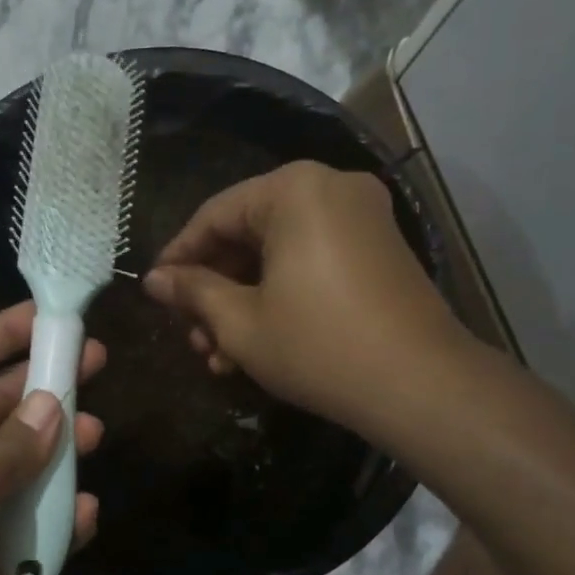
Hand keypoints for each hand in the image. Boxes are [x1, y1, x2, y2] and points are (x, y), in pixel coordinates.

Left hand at [0, 303, 103, 574]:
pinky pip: (19, 520)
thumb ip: (14, 443)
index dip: (5, 331)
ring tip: (97, 435)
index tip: (52, 314)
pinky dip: (50, 516)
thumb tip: (54, 407)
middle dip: (42, 387)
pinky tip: (83, 514)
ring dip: (53, 451)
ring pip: (13, 463)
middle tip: (96, 365)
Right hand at [143, 163, 463, 435]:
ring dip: (244, 302)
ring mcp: (362, 218)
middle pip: (249, 234)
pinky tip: (257, 346)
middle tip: (192, 336)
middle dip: (214, 291)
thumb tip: (154, 280)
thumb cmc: (318, 346)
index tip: (155, 293)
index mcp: (294, 190)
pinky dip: (281, 296)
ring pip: (279, 254)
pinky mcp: (379, 251)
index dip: (178, 257)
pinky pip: (312, 262)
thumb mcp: (240, 322)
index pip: (215, 215)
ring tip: (219, 355)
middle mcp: (331, 188)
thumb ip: (193, 292)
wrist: (420, 385)